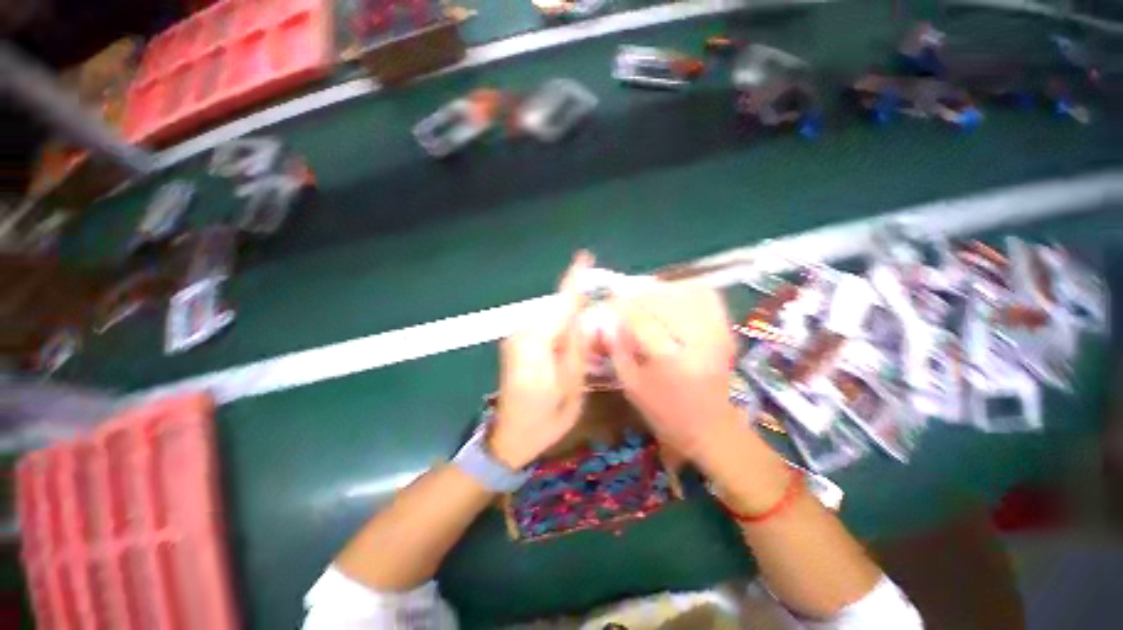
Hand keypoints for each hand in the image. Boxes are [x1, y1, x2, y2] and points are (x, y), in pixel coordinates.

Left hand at [489, 252, 592, 468]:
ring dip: (570, 319)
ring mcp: (517, 339)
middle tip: (599, 314)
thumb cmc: (545, 419)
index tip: (584, 256)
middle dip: (577, 305)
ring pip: (551, 318)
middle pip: (556, 309)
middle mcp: (523, 334)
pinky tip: (571, 342)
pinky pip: (545, 327)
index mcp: (536, 344)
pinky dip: (560, 328)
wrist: (511, 437)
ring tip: (587, 336)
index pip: (560, 304)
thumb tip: (581, 320)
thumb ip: (576, 350)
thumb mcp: (571, 387)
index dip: (574, 280)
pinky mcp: (517, 344)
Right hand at [607, 281, 739, 460]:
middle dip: (638, 296)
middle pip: (662, 299)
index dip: (621, 307)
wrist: (712, 427)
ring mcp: (716, 331)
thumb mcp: (632, 386)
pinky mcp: (725, 329)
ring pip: (684, 292)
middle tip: (625, 301)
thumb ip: (617, 350)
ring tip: (646, 299)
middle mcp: (696, 339)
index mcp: (670, 358)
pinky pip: (706, 296)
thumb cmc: (665, 413)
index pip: (640, 318)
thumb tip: (607, 322)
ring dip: (660, 291)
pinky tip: (672, 297)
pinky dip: (686, 289)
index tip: (609, 303)